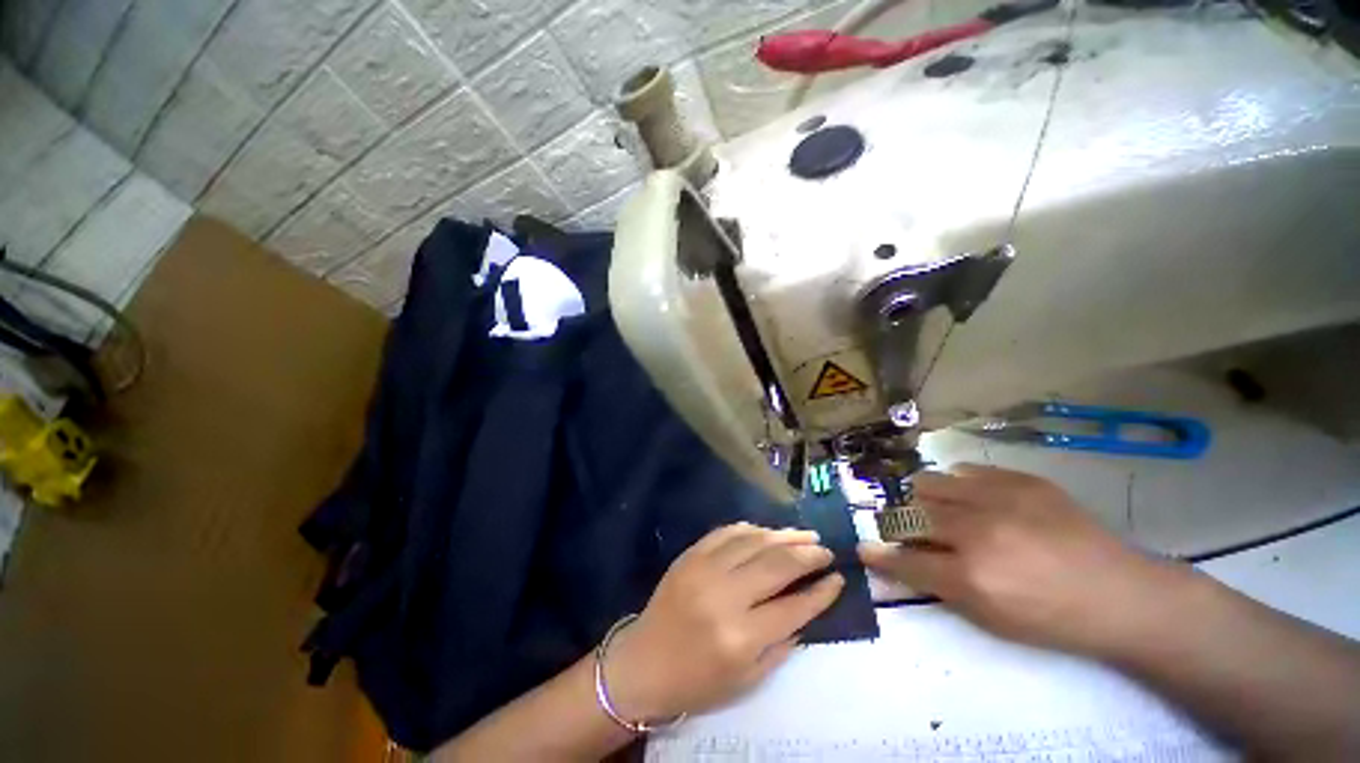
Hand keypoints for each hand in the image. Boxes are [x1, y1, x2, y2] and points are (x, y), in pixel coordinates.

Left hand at [604, 523, 843, 721]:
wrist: (643, 662)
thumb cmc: (697, 682)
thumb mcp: (747, 681)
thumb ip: (781, 644)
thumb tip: (806, 608)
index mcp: (740, 637)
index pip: (793, 607)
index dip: (821, 591)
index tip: (838, 578)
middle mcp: (724, 596)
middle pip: (776, 564)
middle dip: (807, 554)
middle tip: (825, 549)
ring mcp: (704, 568)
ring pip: (754, 541)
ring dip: (783, 535)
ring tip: (804, 534)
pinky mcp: (690, 554)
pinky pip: (726, 532)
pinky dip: (750, 529)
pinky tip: (766, 531)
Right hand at [859, 464, 1185, 656]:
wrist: (1122, 594)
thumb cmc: (1051, 618)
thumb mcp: (989, 617)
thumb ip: (936, 583)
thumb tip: (894, 559)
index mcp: (971, 575)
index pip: (904, 558)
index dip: (879, 554)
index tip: (865, 549)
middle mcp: (977, 530)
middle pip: (909, 512)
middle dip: (902, 524)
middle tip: (916, 534)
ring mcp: (999, 498)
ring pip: (929, 483)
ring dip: (926, 500)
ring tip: (945, 512)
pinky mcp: (1020, 479)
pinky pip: (964, 470)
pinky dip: (958, 485)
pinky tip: (975, 499)